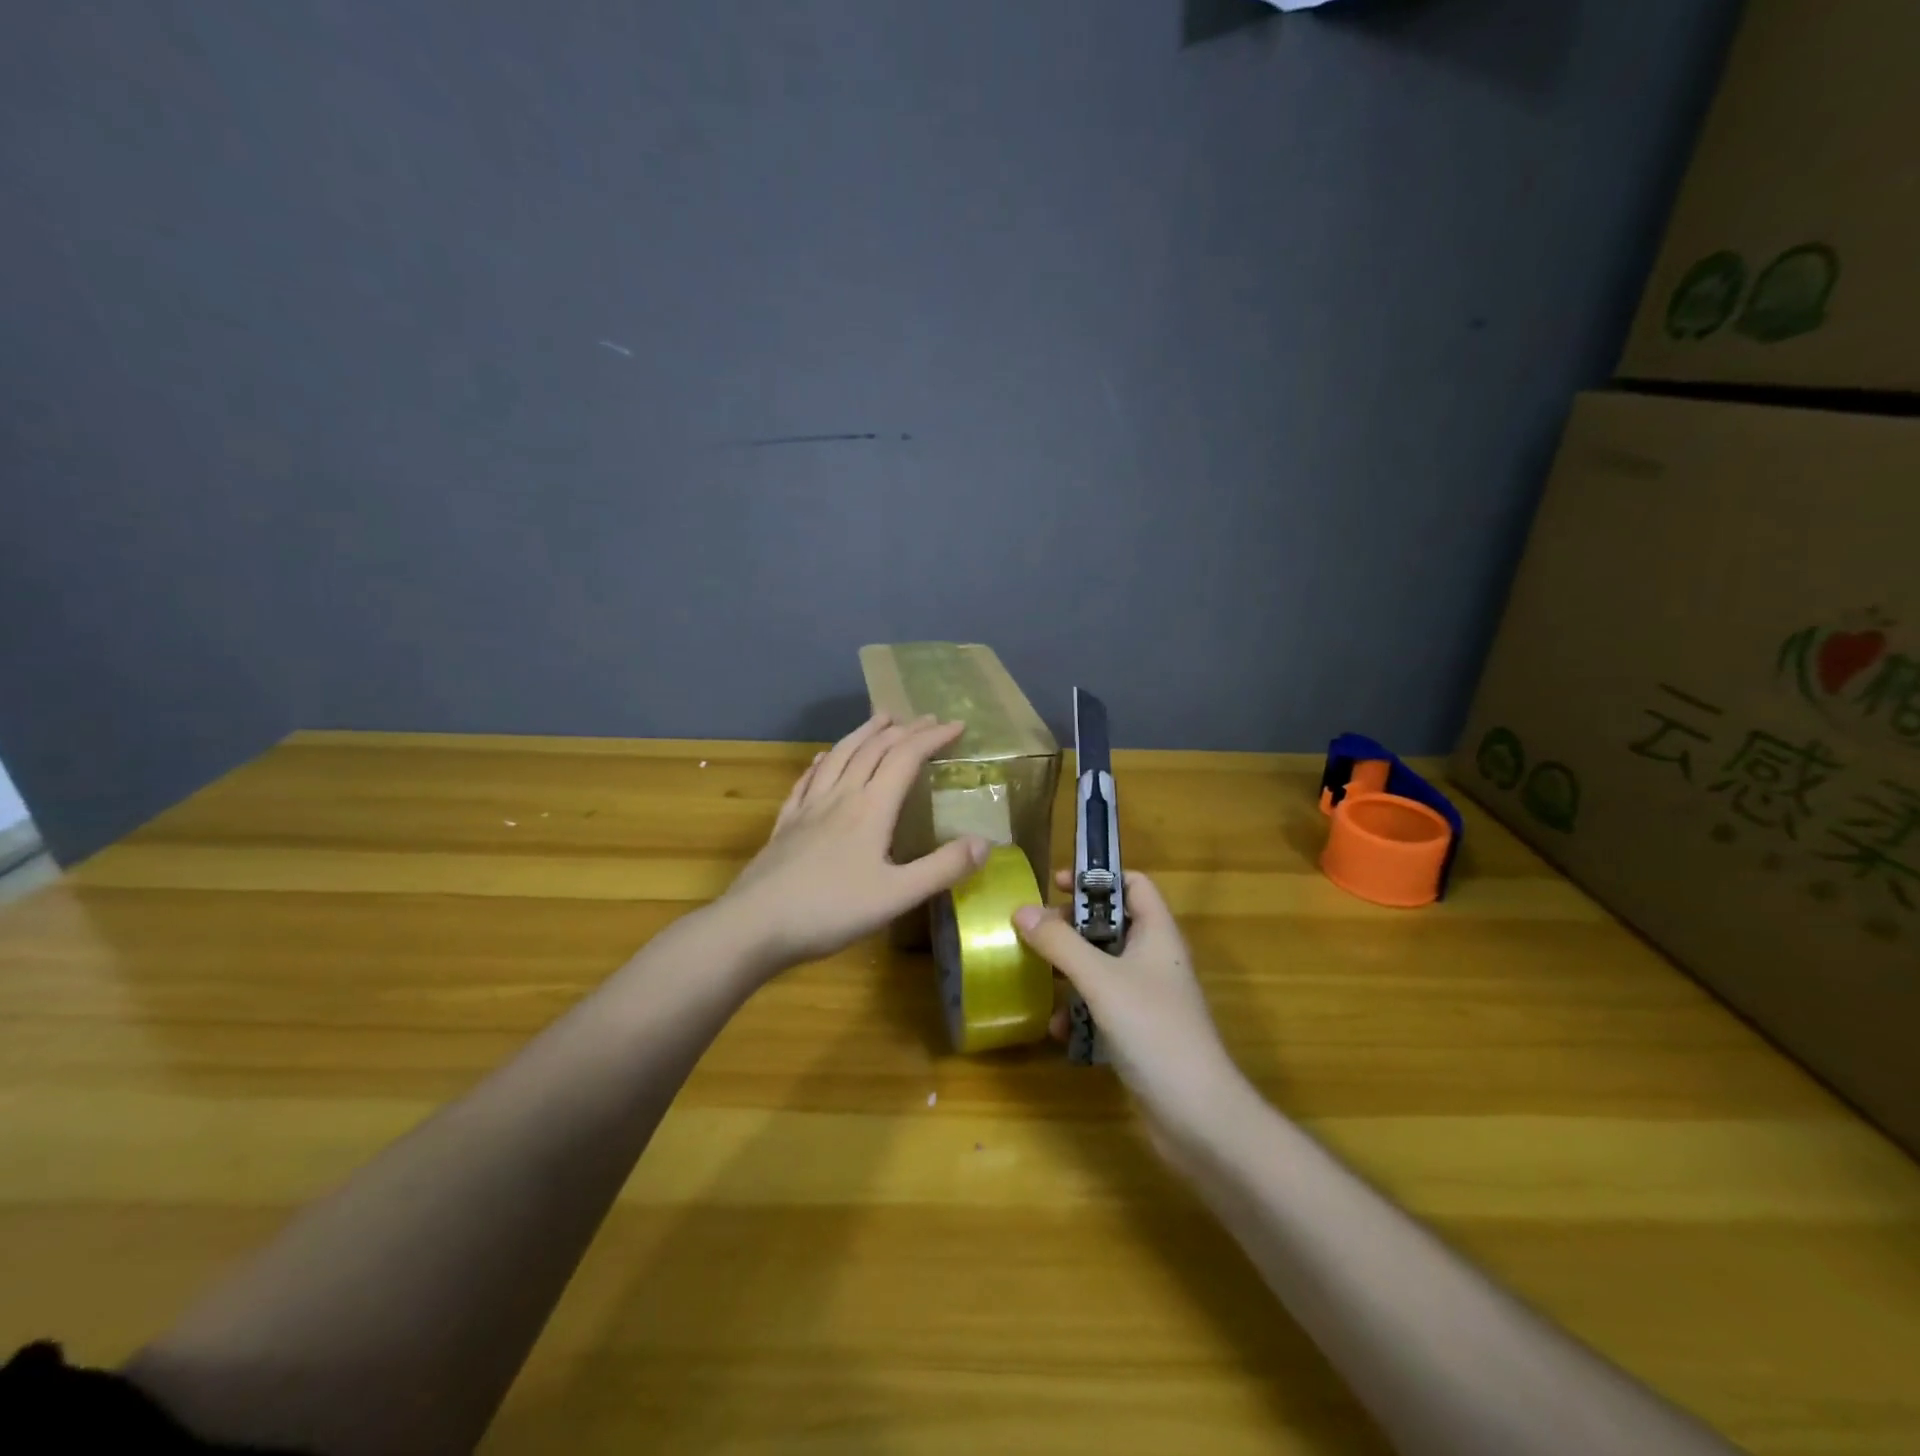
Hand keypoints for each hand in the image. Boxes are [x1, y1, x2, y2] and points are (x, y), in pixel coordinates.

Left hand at [720, 713, 989, 973]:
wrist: (755, 925)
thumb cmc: (831, 911)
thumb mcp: (897, 896)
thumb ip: (942, 868)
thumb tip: (984, 842)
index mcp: (870, 808)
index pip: (906, 758)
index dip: (932, 738)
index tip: (957, 725)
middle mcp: (840, 796)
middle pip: (873, 749)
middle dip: (903, 730)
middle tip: (926, 719)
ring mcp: (808, 807)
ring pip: (839, 756)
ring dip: (863, 733)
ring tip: (880, 718)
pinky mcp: (785, 823)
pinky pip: (807, 780)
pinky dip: (822, 762)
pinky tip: (821, 760)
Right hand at [1013, 870, 1247, 1147]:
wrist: (1197, 1114)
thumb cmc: (1153, 1029)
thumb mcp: (1100, 979)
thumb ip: (1060, 943)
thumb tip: (1021, 909)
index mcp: (1157, 933)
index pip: (1133, 883)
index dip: (1097, 877)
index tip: (1056, 885)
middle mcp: (1155, 958)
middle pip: (1111, 923)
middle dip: (1072, 926)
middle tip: (1037, 932)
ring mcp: (1148, 997)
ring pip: (1103, 966)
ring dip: (1070, 971)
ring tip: (1038, 976)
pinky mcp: (1139, 1031)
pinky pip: (1103, 1005)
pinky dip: (1080, 1011)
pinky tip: (1059, 1029)